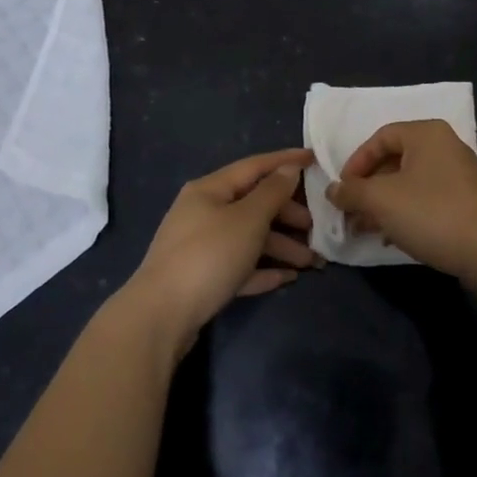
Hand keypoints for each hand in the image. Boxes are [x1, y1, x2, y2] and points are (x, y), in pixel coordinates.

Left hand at [130, 148, 319, 343]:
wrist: (160, 317)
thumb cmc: (208, 256)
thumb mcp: (247, 219)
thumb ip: (272, 193)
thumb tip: (288, 169)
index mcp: (210, 190)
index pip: (254, 166)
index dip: (285, 161)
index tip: (315, 158)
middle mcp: (203, 212)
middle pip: (254, 204)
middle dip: (288, 214)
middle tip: (316, 227)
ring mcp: (200, 246)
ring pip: (249, 238)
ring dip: (281, 247)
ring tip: (311, 263)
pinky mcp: (201, 278)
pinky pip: (240, 266)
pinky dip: (263, 269)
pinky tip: (287, 278)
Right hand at [327, 120, 476, 277]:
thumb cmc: (430, 213)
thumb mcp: (381, 200)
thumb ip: (351, 192)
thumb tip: (332, 190)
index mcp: (426, 133)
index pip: (380, 137)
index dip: (356, 163)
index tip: (342, 189)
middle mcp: (444, 145)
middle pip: (394, 160)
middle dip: (368, 188)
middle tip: (350, 212)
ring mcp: (459, 173)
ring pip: (409, 182)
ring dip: (383, 203)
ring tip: (364, 228)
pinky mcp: (466, 200)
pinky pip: (426, 198)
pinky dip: (405, 212)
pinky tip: (391, 237)